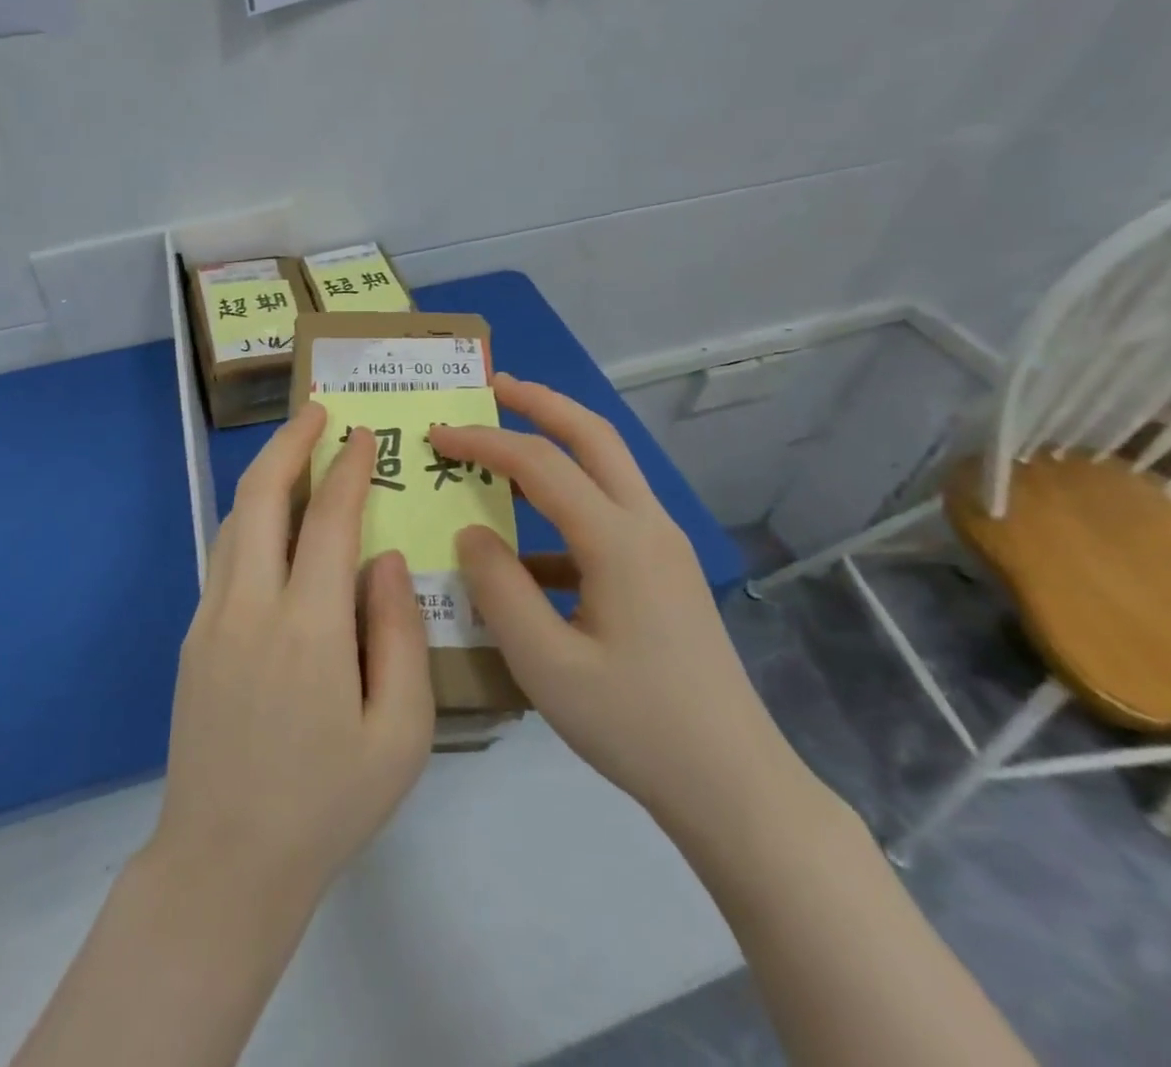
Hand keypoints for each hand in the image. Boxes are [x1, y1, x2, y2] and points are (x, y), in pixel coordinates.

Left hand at [146, 404, 434, 911]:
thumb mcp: (401, 733)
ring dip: (266, 477)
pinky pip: (224, 555)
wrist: (224, 863)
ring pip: (235, 520)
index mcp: (308, 627)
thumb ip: (399, 635)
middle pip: (262, 496)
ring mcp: (212, 617)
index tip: (363, 436)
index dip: (347, 469)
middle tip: (317, 412)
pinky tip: (273, 524)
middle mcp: (250, 605)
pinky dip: (250, 519)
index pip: (328, 519)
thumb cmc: (328, 803)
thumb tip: (387, 559)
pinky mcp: (195, 637)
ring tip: (296, 454)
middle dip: (289, 443)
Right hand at [428, 377, 794, 829]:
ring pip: (607, 469)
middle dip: (541, 402)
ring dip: (557, 444)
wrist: (734, 785)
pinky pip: (607, 517)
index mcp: (618, 540)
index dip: (484, 440)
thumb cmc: (636, 725)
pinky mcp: (663, 573)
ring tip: (504, 443)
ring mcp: (662, 547)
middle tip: (492, 386)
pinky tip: (526, 553)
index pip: (540, 463)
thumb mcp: (547, 664)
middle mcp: (647, 525)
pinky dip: (563, 511)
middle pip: (594, 435)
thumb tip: (471, 532)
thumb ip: (499, 589)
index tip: (436, 433)